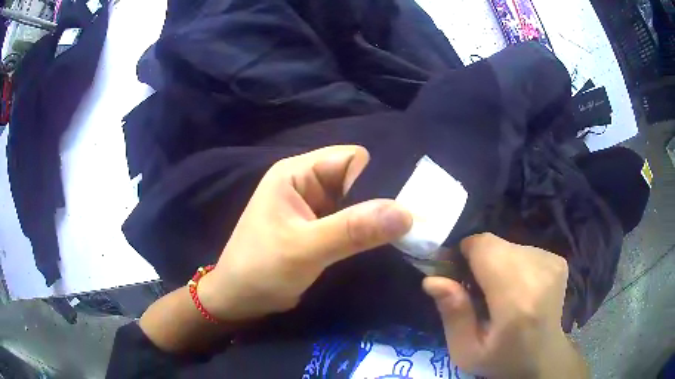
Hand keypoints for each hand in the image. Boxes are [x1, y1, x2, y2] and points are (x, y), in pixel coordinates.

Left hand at [199, 145, 412, 321]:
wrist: (240, 301)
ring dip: (376, 218)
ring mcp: (313, 207)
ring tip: (404, 235)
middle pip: (357, 178)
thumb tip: (406, 213)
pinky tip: (385, 244)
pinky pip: (352, 222)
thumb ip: (352, 230)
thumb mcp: (304, 249)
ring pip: (357, 202)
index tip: (402, 205)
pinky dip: (366, 232)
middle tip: (411, 223)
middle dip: (381, 199)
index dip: (377, 177)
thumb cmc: (261, 270)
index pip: (351, 159)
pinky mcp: (319, 229)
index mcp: (296, 173)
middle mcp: (306, 183)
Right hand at [423, 233, 579, 377]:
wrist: (544, 357)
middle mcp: (540, 273)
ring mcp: (553, 263)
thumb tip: (433, 279)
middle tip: (476, 290)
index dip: (464, 253)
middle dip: (479, 261)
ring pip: (508, 245)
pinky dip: (513, 264)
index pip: (485, 247)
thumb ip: (452, 314)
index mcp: (517, 301)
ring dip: (496, 263)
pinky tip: (517, 288)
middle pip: (496, 244)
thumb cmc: (502, 359)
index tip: (456, 274)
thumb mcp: (466, 351)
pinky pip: (523, 249)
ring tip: (498, 293)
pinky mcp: (558, 260)